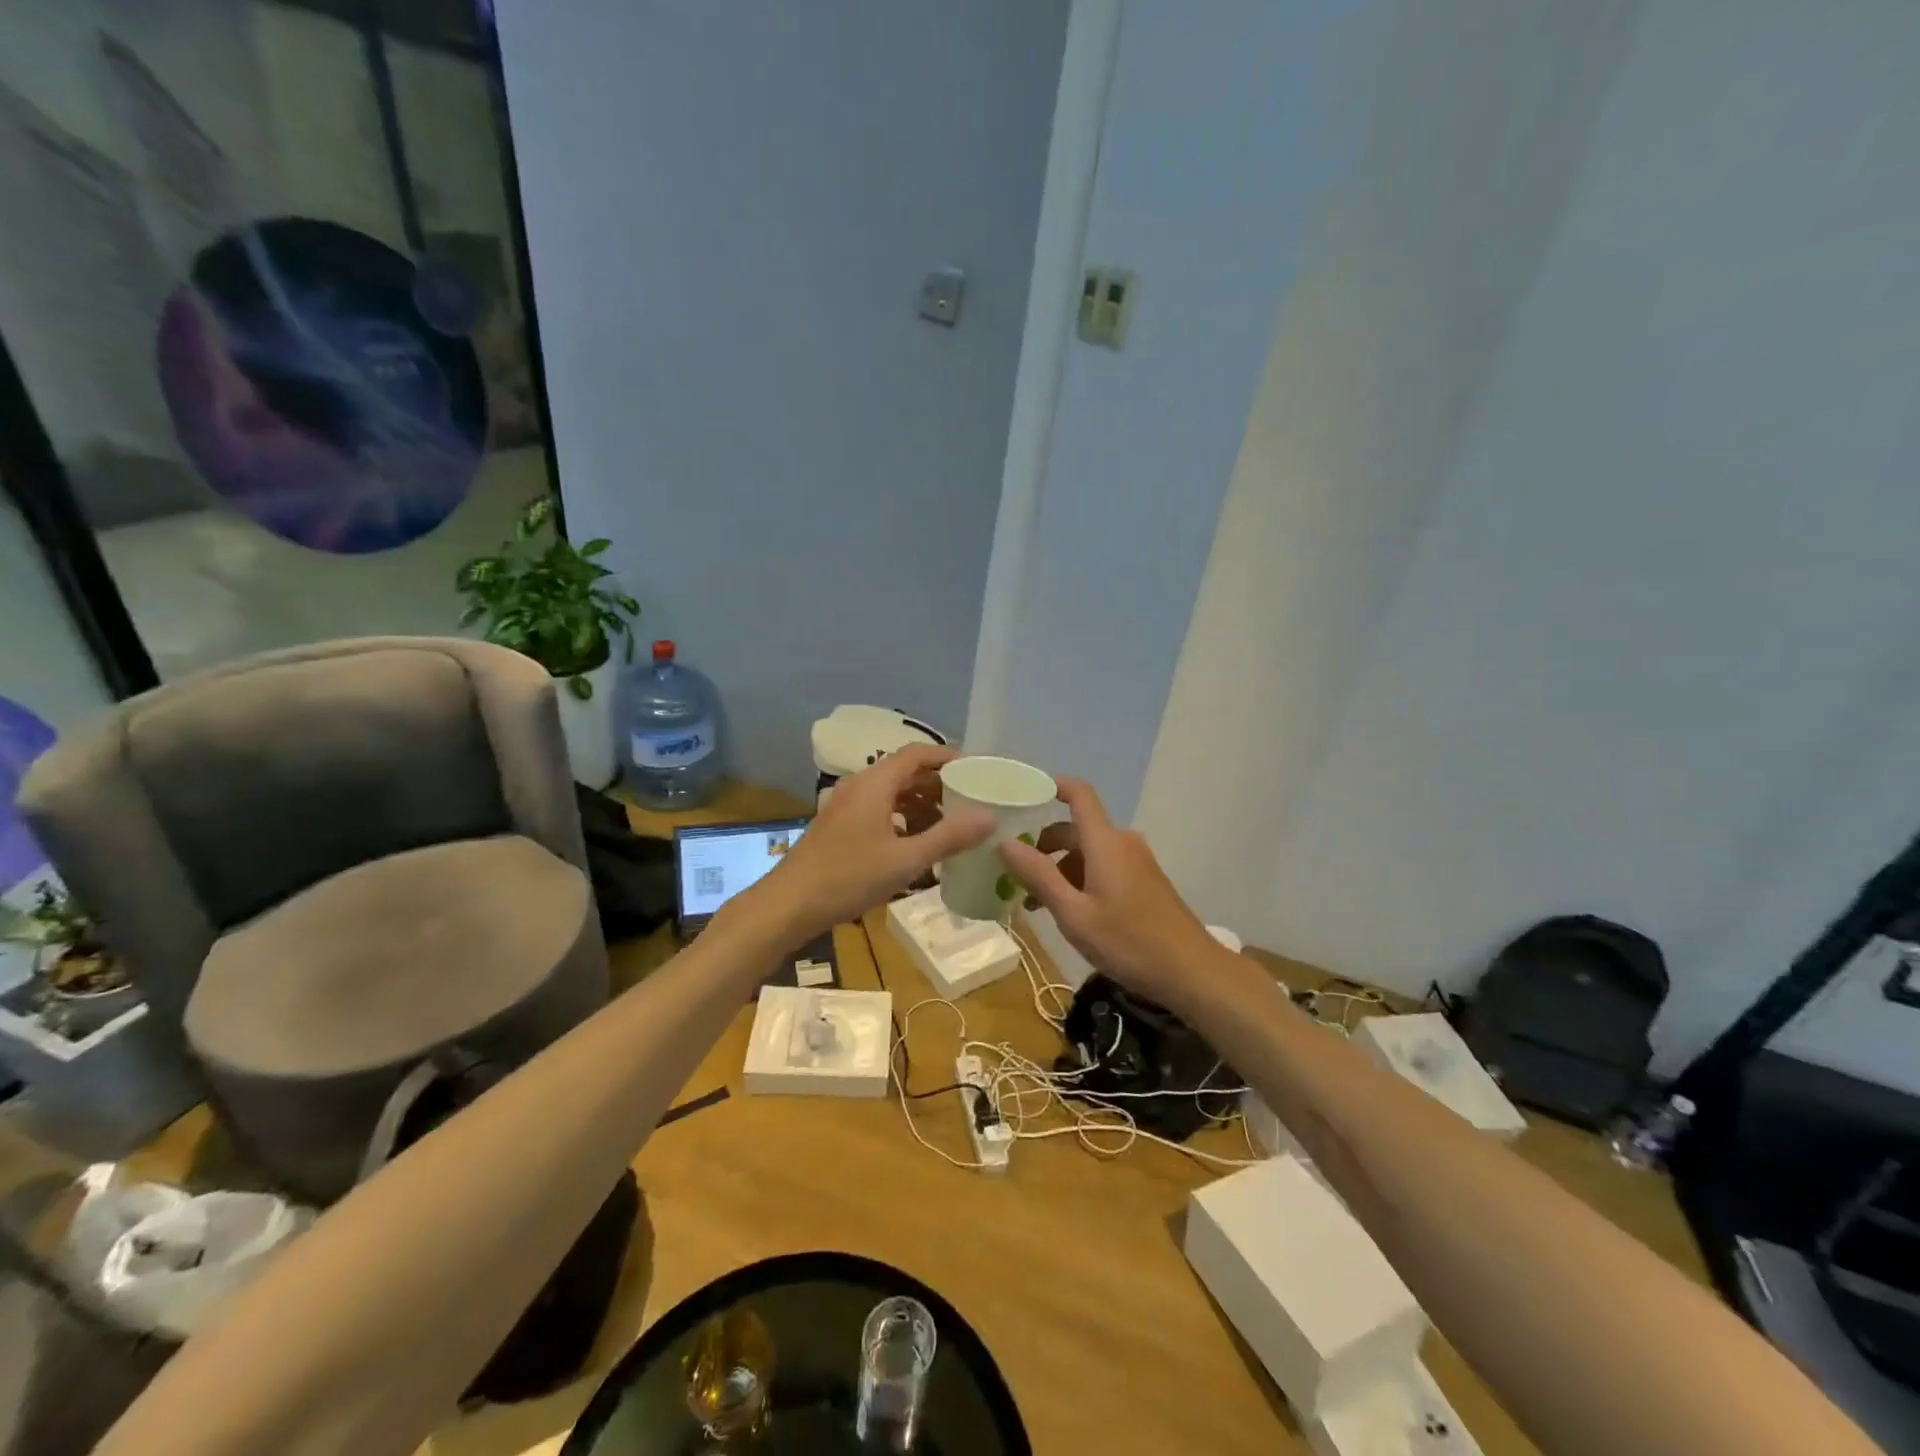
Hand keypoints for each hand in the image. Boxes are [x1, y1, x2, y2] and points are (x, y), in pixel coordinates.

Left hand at [751, 745, 991, 941]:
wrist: (788, 905)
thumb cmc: (848, 877)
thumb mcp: (906, 860)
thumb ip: (949, 837)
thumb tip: (989, 817)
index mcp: (875, 783)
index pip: (917, 754)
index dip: (948, 757)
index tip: (976, 771)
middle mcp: (859, 786)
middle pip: (905, 772)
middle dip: (938, 785)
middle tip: (970, 802)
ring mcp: (846, 807)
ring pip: (891, 794)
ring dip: (921, 805)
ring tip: (949, 827)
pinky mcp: (839, 827)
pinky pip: (878, 812)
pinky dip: (902, 820)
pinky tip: (916, 846)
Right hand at [1000, 778, 1222, 1003]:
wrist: (1192, 971)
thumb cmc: (1128, 941)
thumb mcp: (1073, 914)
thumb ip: (1038, 876)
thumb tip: (1005, 842)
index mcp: (1105, 842)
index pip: (1079, 794)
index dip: (1052, 786)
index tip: (1022, 797)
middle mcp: (1122, 842)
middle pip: (1076, 828)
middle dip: (1044, 846)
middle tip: (1015, 875)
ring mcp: (1137, 862)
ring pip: (1089, 851)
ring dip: (1061, 868)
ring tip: (1039, 904)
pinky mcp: (1146, 881)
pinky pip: (1105, 866)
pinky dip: (1082, 878)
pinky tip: (1071, 912)